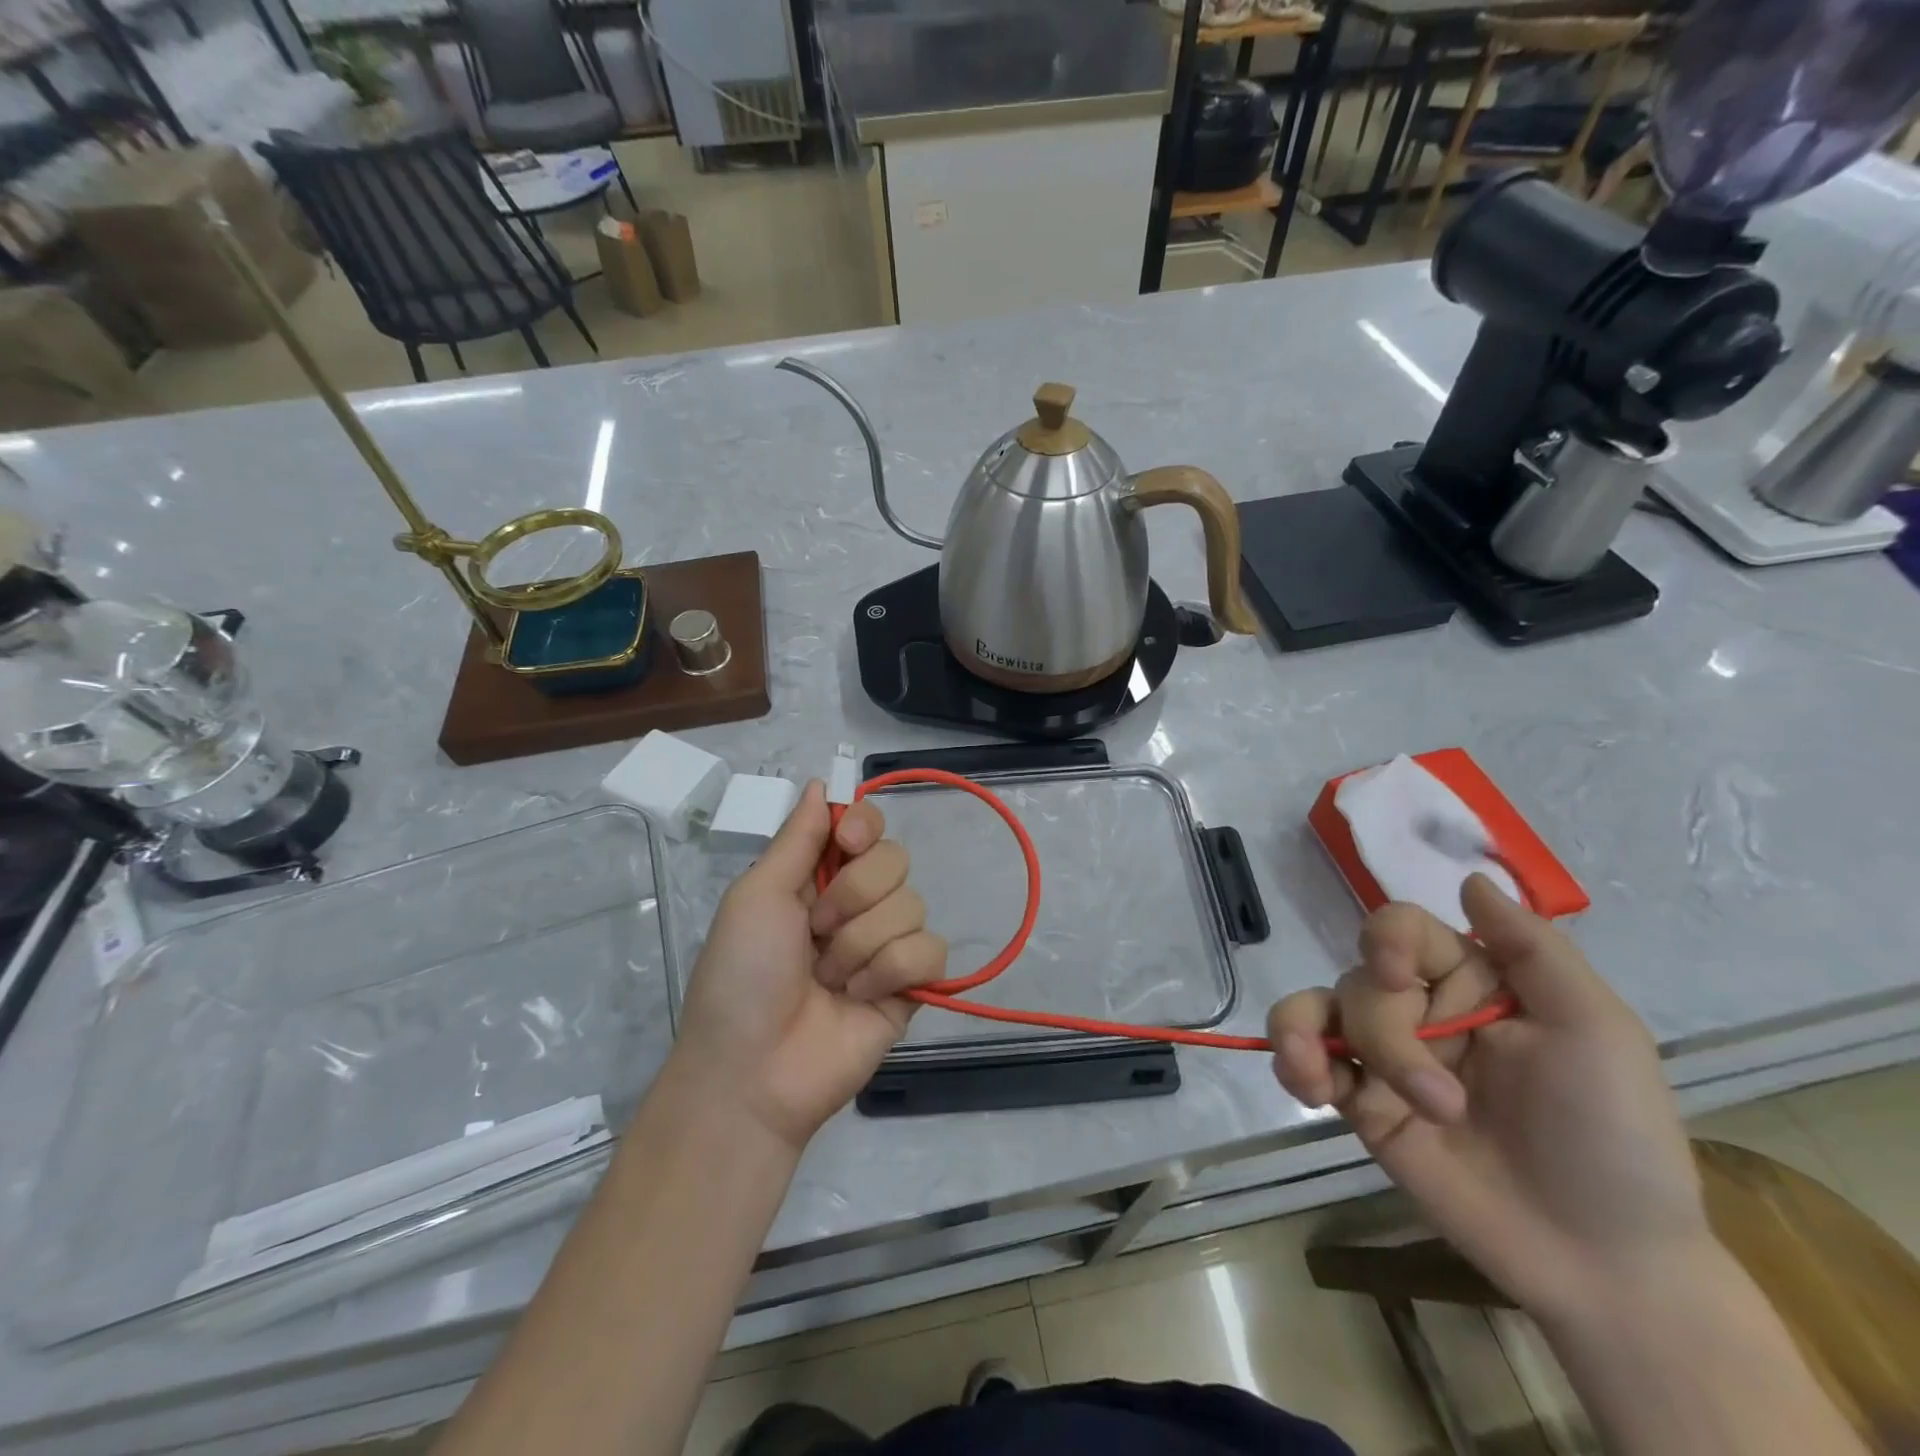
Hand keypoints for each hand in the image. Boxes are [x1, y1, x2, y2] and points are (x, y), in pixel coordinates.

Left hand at [675, 781, 947, 1150]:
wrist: (752, 1071)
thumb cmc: (741, 976)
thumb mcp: (756, 895)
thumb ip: (797, 837)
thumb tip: (820, 783)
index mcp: (818, 879)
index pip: (867, 826)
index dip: (865, 825)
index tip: (847, 842)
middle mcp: (858, 905)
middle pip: (895, 859)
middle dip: (854, 896)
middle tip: (816, 932)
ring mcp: (886, 946)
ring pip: (913, 904)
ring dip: (862, 943)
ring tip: (830, 979)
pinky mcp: (911, 986)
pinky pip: (930, 950)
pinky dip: (892, 971)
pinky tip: (861, 997)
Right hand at [1269, 875, 1711, 1323]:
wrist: (1600, 1260)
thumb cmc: (1613, 1137)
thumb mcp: (1597, 1033)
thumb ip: (1534, 950)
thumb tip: (1468, 878)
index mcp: (1472, 981)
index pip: (1402, 929)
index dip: (1386, 940)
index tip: (1399, 978)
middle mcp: (1420, 1009)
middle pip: (1360, 981)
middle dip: (1387, 1038)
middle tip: (1443, 1103)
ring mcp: (1385, 1057)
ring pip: (1313, 1008)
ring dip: (1304, 1033)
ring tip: (1318, 1081)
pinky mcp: (1360, 1103)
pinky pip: (1304, 1060)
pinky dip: (1292, 1062)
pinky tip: (1309, 1089)